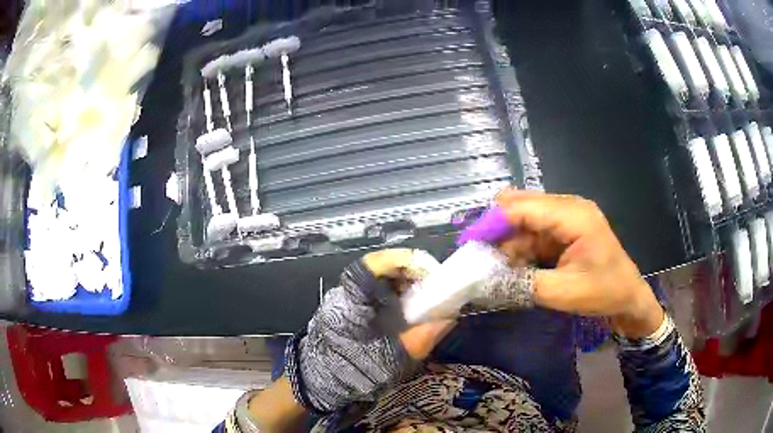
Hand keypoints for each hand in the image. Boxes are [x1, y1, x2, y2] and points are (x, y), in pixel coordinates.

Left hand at [285, 249, 454, 413]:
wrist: (318, 384)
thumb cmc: (352, 372)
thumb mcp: (390, 360)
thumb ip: (421, 339)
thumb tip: (449, 318)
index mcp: (351, 301)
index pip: (374, 264)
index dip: (403, 261)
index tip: (429, 272)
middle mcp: (345, 293)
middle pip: (380, 268)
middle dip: (410, 273)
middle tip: (434, 287)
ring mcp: (344, 299)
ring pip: (378, 280)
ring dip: (404, 284)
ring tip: (425, 300)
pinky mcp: (348, 309)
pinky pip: (374, 293)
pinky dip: (395, 297)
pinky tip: (408, 311)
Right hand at [495, 189, 663, 337]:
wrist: (629, 297)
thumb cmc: (605, 292)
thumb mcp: (564, 292)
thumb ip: (523, 284)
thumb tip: (484, 280)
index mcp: (573, 215)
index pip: (522, 207)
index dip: (492, 222)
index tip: (468, 245)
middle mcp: (568, 207)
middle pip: (520, 207)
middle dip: (497, 231)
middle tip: (479, 259)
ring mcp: (566, 216)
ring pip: (524, 220)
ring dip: (507, 243)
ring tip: (494, 269)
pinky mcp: (564, 229)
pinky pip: (533, 232)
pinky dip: (520, 248)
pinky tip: (513, 267)